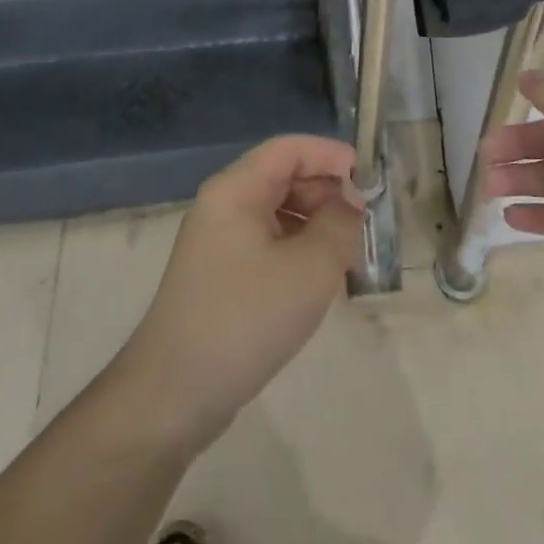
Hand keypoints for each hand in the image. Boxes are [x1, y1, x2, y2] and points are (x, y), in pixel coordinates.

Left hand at [114, 135, 363, 455]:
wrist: (173, 394)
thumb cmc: (245, 319)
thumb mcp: (310, 268)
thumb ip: (339, 224)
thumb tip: (350, 203)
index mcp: (236, 189)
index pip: (290, 148)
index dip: (331, 154)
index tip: (369, 178)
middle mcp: (222, 205)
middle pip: (282, 176)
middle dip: (327, 191)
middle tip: (363, 222)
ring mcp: (218, 241)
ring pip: (277, 211)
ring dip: (315, 222)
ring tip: (348, 252)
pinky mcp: (220, 274)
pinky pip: (266, 241)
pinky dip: (297, 248)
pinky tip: (319, 278)